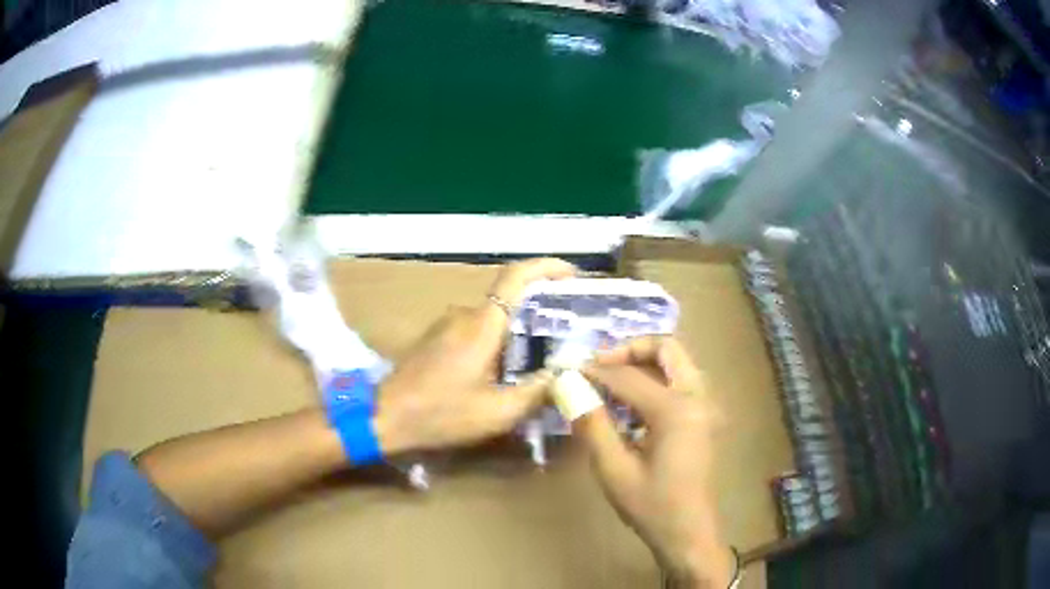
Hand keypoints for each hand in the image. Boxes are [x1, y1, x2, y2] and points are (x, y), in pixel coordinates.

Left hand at [373, 258, 575, 454]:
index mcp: (482, 325)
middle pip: (510, 300)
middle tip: (570, 333)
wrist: (385, 417)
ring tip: (543, 358)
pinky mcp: (437, 338)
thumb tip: (567, 373)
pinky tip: (507, 370)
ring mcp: (448, 325)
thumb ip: (537, 392)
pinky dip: (499, 340)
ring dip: (519, 331)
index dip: (547, 268)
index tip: (573, 275)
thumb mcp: (498, 412)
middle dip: (541, 311)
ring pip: (494, 318)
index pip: (516, 277)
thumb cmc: (441, 414)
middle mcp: (465, 315)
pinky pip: (478, 330)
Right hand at [580, 336, 734, 588]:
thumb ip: (592, 423)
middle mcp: (698, 397)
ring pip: (676, 362)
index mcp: (677, 410)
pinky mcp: (704, 417)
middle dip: (629, 350)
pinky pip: (680, 381)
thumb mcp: (614, 469)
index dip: (595, 370)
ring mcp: (706, 405)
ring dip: (643, 363)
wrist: (689, 533)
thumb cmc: (652, 506)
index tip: (567, 370)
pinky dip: (655, 379)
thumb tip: (568, 387)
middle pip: (667, 348)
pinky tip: (630, 403)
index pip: (629, 376)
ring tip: (609, 381)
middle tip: (598, 365)